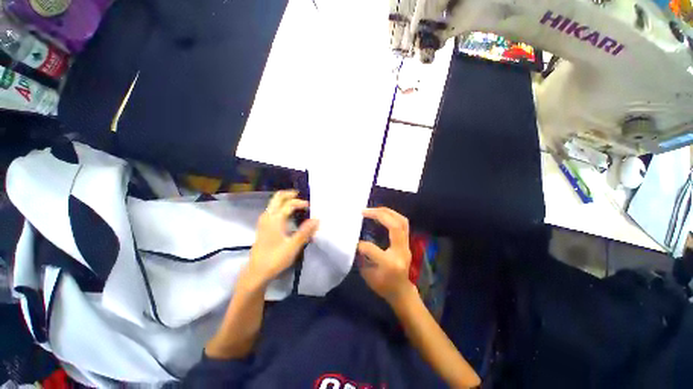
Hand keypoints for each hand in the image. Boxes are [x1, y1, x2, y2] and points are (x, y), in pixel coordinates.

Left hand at [245, 190, 318, 285]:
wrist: (258, 270)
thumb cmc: (275, 258)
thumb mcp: (293, 246)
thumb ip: (305, 232)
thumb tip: (317, 219)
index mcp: (275, 219)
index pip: (289, 204)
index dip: (300, 203)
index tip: (310, 206)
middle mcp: (268, 217)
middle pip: (277, 198)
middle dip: (288, 195)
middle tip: (299, 195)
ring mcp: (263, 222)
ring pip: (272, 204)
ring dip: (283, 201)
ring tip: (294, 204)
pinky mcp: (261, 229)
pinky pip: (270, 212)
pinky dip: (278, 208)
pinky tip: (284, 217)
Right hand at [357, 207, 413, 304]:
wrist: (401, 291)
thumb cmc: (383, 286)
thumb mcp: (368, 275)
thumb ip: (362, 258)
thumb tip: (355, 242)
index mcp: (389, 263)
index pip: (372, 248)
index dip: (360, 244)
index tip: (352, 242)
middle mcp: (401, 252)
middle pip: (395, 226)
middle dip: (380, 215)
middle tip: (364, 211)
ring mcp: (406, 246)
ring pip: (402, 222)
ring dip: (388, 212)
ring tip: (373, 209)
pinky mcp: (407, 243)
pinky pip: (403, 225)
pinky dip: (392, 217)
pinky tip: (381, 215)